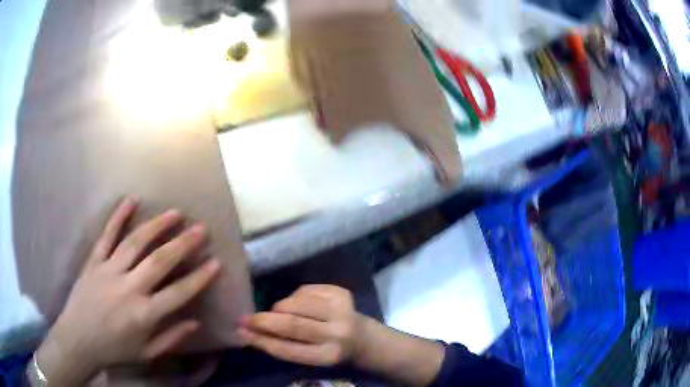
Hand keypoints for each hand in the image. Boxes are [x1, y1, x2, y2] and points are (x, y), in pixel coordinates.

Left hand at [35, 198, 221, 385]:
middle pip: (159, 261)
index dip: (199, 278)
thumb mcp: (147, 355)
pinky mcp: (93, 262)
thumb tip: (195, 321)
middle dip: (182, 244)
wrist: (78, 340)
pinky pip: (106, 236)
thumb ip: (171, 338)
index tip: (216, 262)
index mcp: (144, 315)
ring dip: (156, 226)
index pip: (178, 293)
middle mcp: (128, 288)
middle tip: (200, 228)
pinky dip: (117, 217)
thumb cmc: (114, 350)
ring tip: (174, 213)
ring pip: (135, 243)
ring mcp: (108, 271)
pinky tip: (130, 201)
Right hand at [238, 285, 364, 366]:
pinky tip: (301, 305)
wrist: (365, 339)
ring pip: (295, 303)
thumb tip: (249, 333)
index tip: (241, 332)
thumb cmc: (332, 352)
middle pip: (291, 324)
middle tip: (245, 318)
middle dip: (263, 320)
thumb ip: (284, 346)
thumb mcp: (311, 357)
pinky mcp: (341, 293)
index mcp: (328, 356)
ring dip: (279, 307)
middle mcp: (336, 333)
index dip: (261, 340)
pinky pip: (304, 290)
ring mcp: (341, 310)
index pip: (287, 348)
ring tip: (279, 312)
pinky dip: (294, 297)